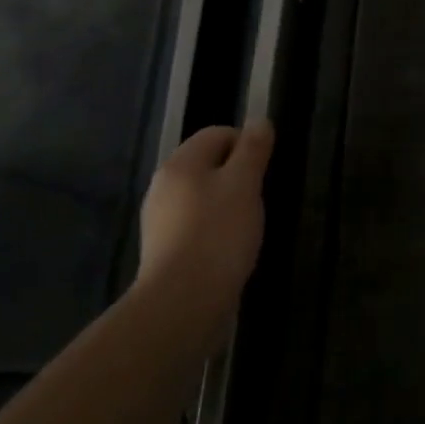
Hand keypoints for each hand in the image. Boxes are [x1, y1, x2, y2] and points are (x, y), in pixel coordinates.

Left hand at [138, 121, 273, 316]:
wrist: (182, 302)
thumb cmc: (218, 233)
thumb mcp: (245, 184)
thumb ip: (253, 149)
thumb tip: (259, 121)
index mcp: (181, 163)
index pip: (218, 133)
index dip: (247, 145)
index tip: (265, 171)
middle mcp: (163, 185)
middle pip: (208, 164)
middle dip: (238, 176)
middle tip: (259, 198)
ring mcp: (160, 219)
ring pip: (202, 196)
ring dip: (228, 204)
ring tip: (247, 226)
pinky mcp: (163, 249)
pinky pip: (195, 224)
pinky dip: (214, 228)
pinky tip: (228, 249)